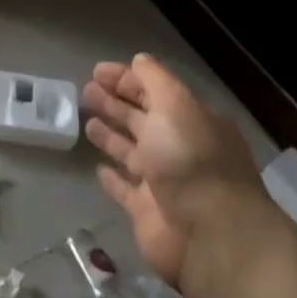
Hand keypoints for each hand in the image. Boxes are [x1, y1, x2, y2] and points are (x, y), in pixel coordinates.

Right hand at [84, 55, 289, 297]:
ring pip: (132, 152)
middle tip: (86, 91)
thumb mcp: (176, 107)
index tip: (97, 71)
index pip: (156, 92)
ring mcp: (164, 182)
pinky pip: (127, 190)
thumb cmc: (191, 162)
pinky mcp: (148, 212)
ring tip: (87, 121)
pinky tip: (99, 168)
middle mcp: (180, 149)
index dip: (128, 79)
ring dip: (111, 135)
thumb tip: (139, 61)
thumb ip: (155, 82)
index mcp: (192, 122)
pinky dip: (114, 178)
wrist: (210, 236)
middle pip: (143, 120)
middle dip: (116, 103)